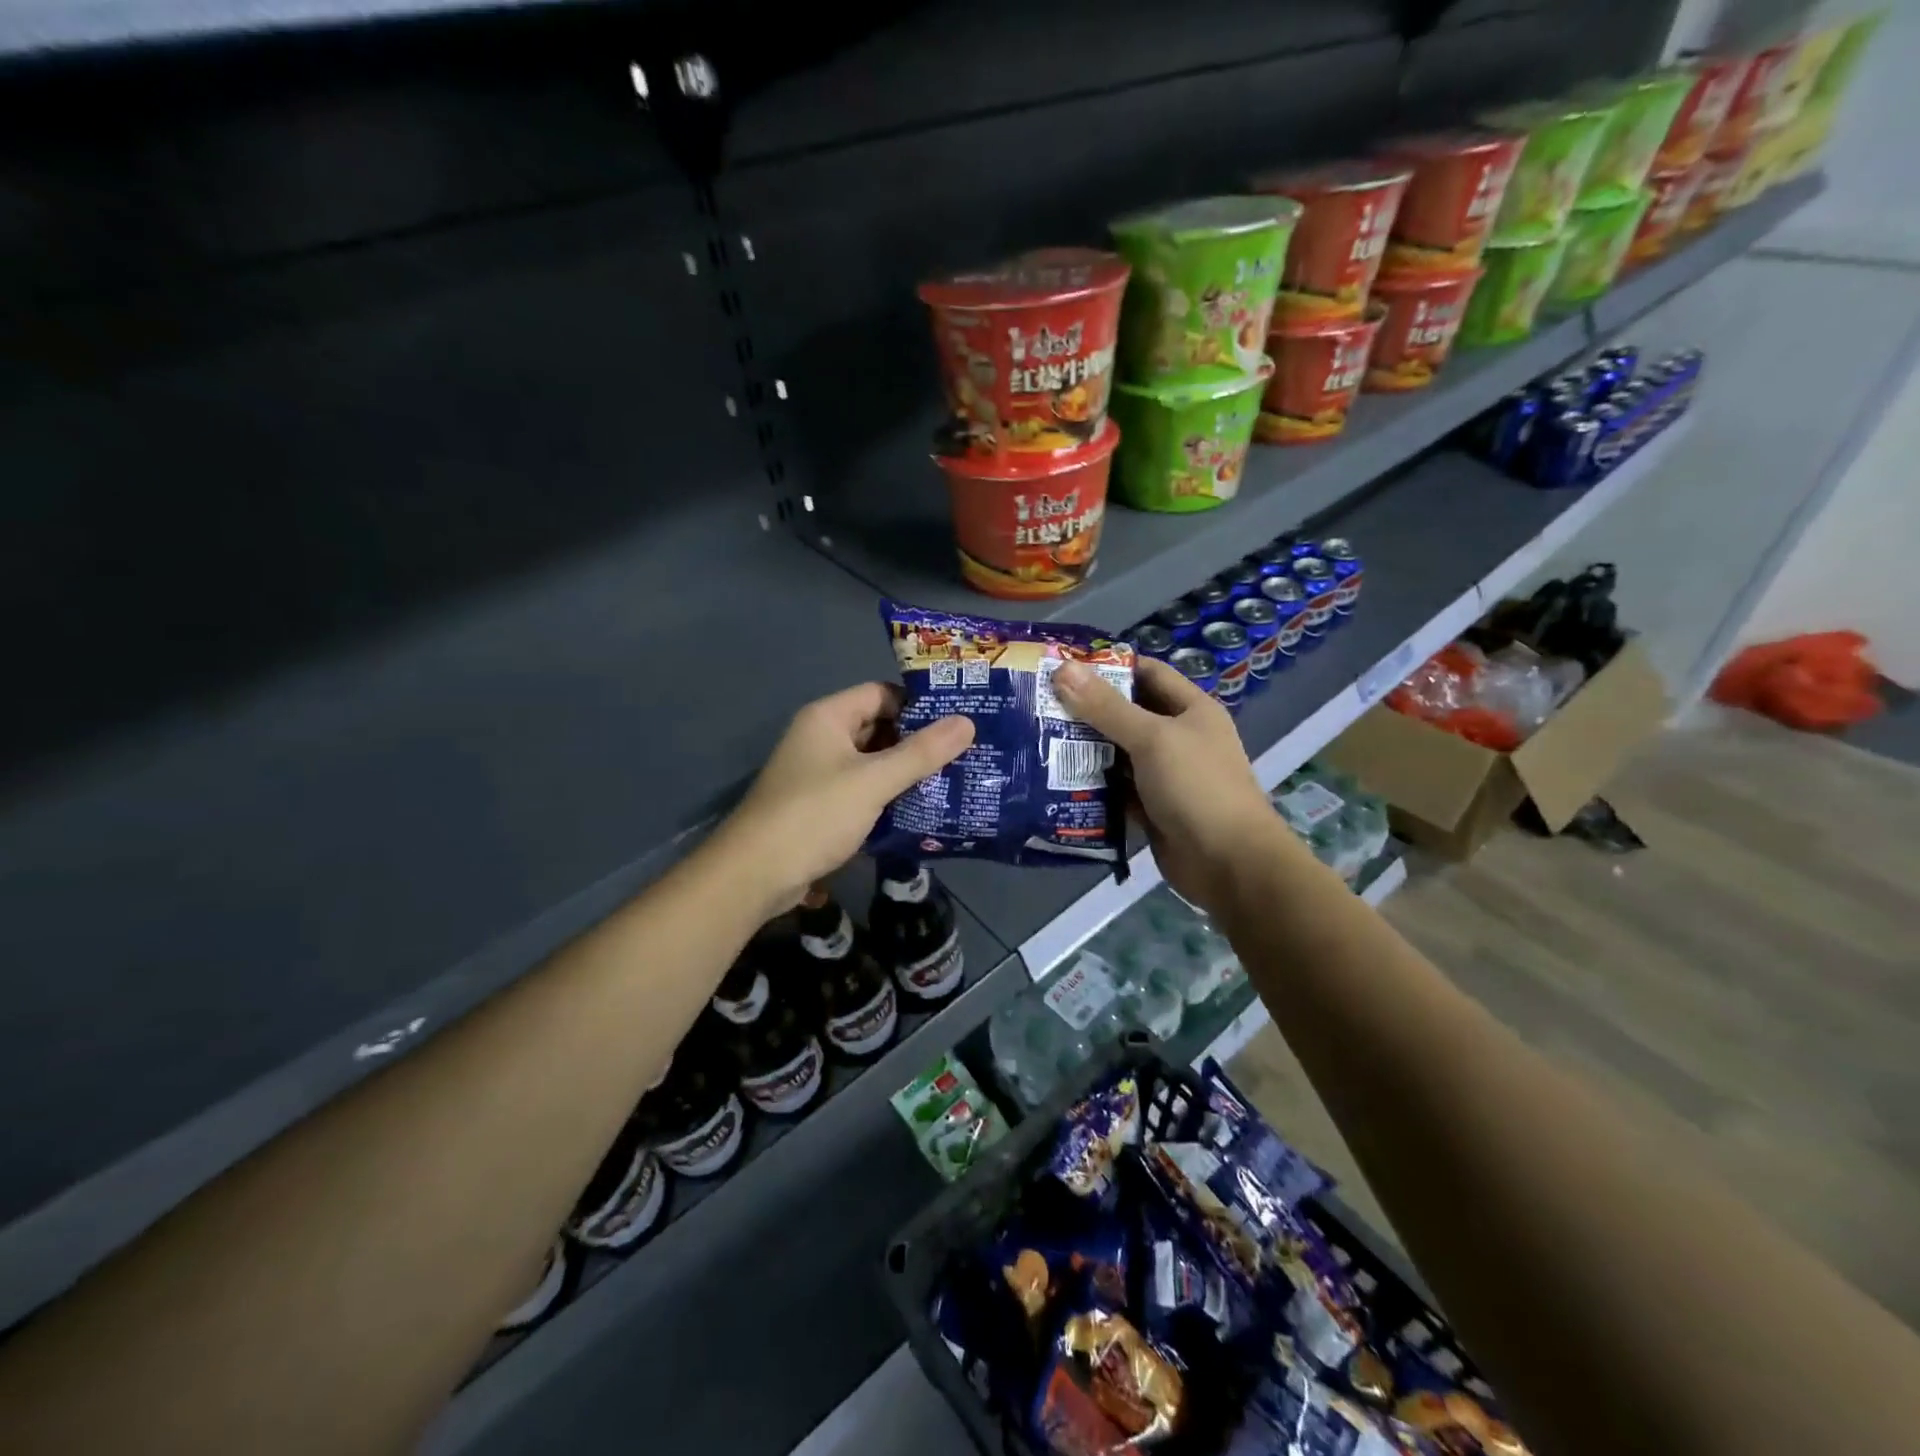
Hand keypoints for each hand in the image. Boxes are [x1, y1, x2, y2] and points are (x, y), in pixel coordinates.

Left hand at [711, 683, 973, 920]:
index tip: (960, 719)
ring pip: (872, 762)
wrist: (755, 874)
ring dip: (906, 772)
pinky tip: (923, 809)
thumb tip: (968, 722)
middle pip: (879, 728)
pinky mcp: (821, 806)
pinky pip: (863, 791)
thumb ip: (921, 753)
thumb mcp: (873, 781)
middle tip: (966, 751)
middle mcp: (822, 738)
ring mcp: (819, 773)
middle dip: (918, 741)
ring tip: (954, 779)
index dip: (919, 704)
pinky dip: (889, 797)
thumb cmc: (814, 815)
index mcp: (829, 717)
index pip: (881, 693)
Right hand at [1051, 657, 1301, 914]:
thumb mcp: (1151, 738)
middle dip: (1088, 710)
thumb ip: (1106, 707)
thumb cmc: (1196, 787)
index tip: (1064, 667)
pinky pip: (1117, 790)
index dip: (1110, 667)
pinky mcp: (1151, 808)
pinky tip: (1057, 781)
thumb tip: (1063, 668)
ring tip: (1040, 739)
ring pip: (1119, 754)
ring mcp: (1165, 775)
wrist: (1228, 863)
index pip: (1147, 674)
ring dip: (1086, 750)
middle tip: (1041, 706)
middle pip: (1128, 714)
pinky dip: (1094, 786)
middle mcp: (1179, 738)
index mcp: (1191, 710)